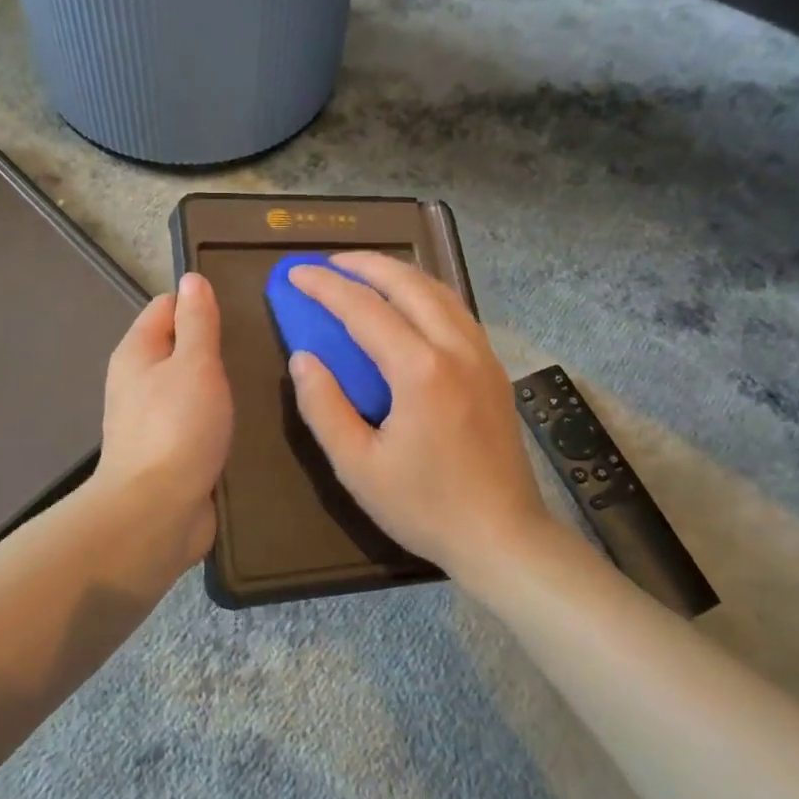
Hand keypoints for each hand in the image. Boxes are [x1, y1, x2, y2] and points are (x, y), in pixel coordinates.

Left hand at [93, 273, 232, 562]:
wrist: (156, 514)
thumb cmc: (177, 428)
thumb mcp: (194, 364)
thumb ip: (197, 321)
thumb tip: (192, 279)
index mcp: (137, 352)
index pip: (167, 306)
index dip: (200, 304)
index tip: (239, 313)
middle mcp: (139, 382)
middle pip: (180, 347)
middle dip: (215, 346)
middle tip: (258, 348)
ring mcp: (153, 420)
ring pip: (191, 386)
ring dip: (220, 385)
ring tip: (261, 382)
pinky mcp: (170, 452)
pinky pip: (197, 421)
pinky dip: (218, 418)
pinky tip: (248, 421)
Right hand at [285, 253, 551, 579]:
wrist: (503, 537)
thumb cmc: (425, 506)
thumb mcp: (357, 467)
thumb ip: (324, 406)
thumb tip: (303, 357)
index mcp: (420, 371)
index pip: (364, 309)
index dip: (325, 287)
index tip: (295, 274)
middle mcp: (456, 349)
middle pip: (408, 284)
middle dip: (364, 264)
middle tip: (328, 261)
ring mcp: (482, 355)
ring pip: (439, 291)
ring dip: (398, 273)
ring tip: (364, 272)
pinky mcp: (494, 369)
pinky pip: (457, 311)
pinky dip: (426, 292)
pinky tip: (409, 304)